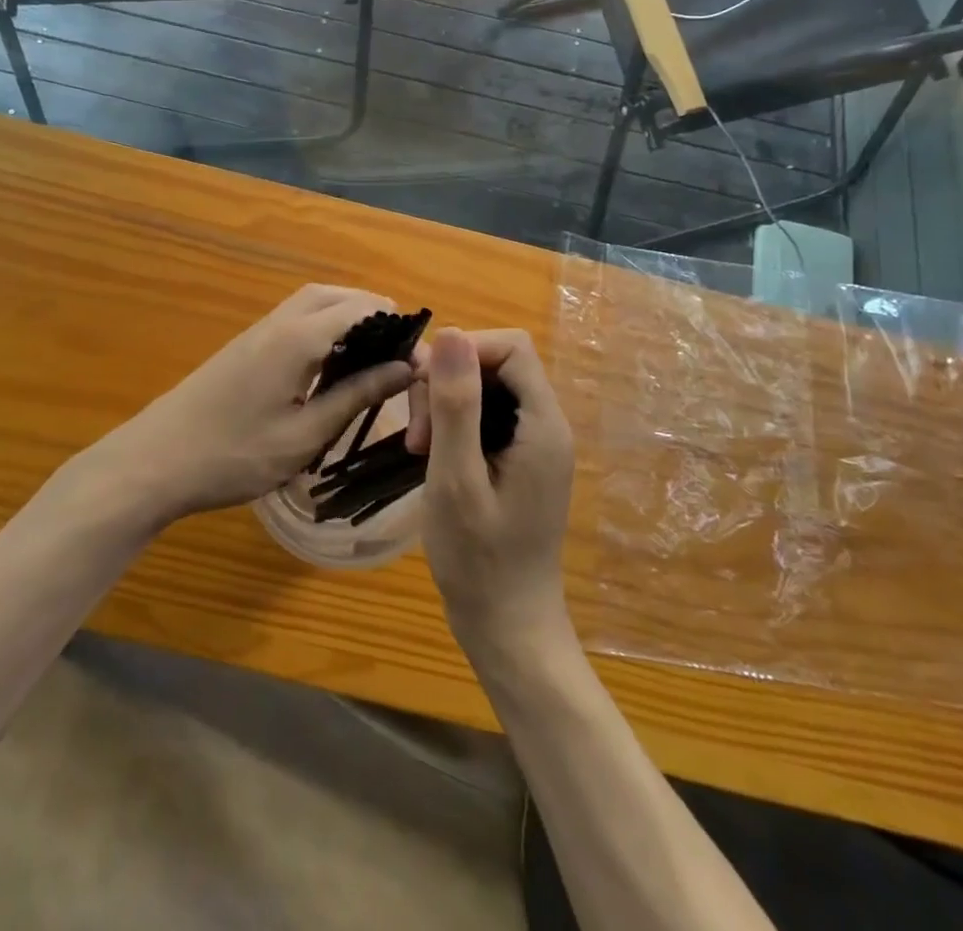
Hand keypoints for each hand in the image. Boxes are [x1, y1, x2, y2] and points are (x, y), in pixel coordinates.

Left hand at [75, 284, 414, 529]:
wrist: (154, 461)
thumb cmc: (234, 455)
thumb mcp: (304, 434)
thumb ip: (356, 395)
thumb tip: (405, 368)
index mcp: (298, 338)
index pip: (361, 309)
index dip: (396, 327)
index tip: (418, 359)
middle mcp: (279, 322)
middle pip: (334, 295)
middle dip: (372, 311)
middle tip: (398, 348)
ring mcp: (257, 332)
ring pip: (311, 303)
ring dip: (346, 315)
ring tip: (372, 354)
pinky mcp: (245, 347)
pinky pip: (294, 319)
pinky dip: (322, 327)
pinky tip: (330, 364)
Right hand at [411, 328, 575, 660]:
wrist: (508, 628)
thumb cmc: (480, 560)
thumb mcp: (456, 478)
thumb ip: (456, 404)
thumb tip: (451, 333)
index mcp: (543, 425)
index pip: (511, 348)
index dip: (464, 353)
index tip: (424, 389)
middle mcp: (546, 426)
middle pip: (496, 365)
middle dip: (448, 384)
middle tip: (416, 435)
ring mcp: (534, 445)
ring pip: (486, 389)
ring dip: (445, 406)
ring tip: (418, 450)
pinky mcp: (519, 461)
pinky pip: (486, 417)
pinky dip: (453, 425)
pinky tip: (432, 456)